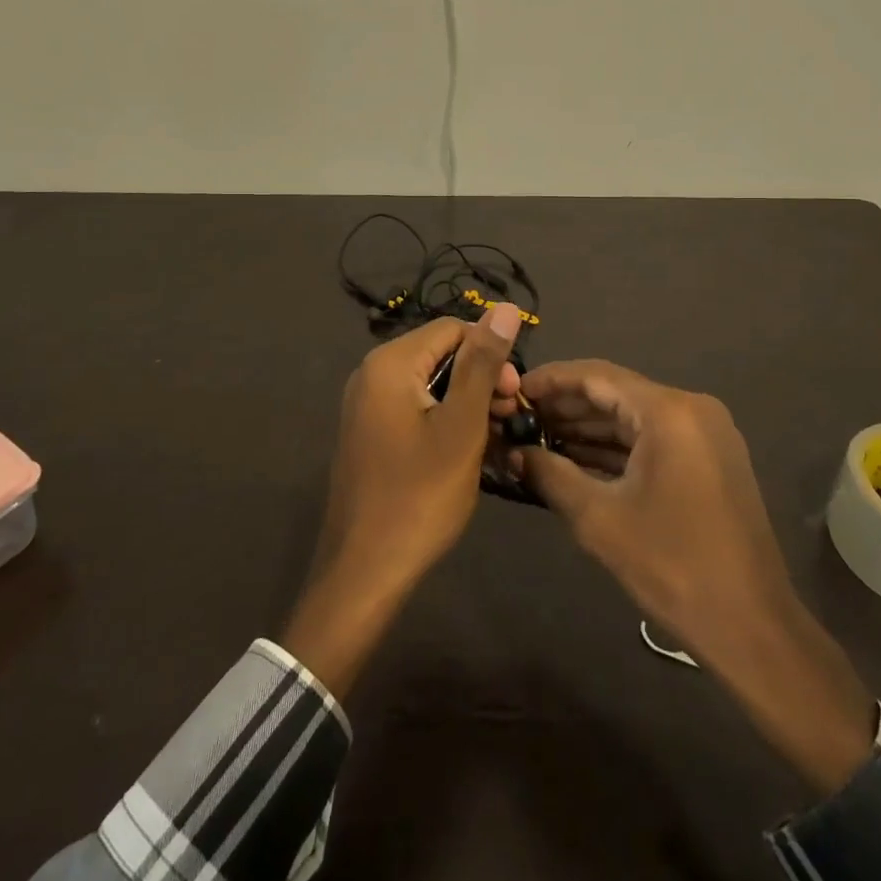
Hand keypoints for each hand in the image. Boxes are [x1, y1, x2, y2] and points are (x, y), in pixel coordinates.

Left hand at [280, 306, 522, 696]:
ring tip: (496, 438)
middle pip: (441, 355)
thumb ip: (482, 364)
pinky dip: (447, 422)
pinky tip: (470, 451)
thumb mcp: (461, 426)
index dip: (491, 353)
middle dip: (482, 379)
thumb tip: (506, 307)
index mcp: (390, 364)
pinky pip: (417, 410)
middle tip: (510, 418)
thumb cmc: (419, 496)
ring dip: (469, 404)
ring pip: (432, 385)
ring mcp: (368, 407)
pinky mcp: (372, 435)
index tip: (515, 395)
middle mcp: (372, 375)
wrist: (364, 573)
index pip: (453, 329)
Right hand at [516, 360, 876, 792]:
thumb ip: (551, 475)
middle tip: (520, 417)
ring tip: (538, 437)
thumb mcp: (599, 519)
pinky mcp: (710, 459)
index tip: (514, 389)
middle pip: (617, 393)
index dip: (552, 380)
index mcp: (669, 411)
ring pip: (634, 417)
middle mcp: (691, 409)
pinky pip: (653, 439)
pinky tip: (577, 459)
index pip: (598, 375)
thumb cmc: (672, 566)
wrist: (752, 627)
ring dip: (589, 428)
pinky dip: (617, 447)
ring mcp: (706, 434)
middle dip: (567, 406)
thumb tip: (513, 453)